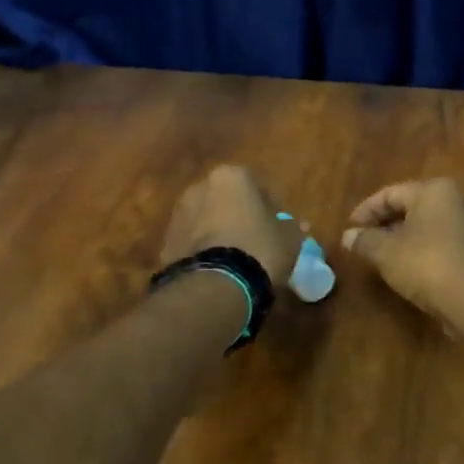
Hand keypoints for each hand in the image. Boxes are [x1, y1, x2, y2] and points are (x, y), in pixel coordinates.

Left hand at [161, 165, 299, 287]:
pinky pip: (193, 242)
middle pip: (227, 199)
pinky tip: (219, 270)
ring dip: (220, 231)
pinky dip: (204, 250)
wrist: (214, 286)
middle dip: (240, 215)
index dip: (271, 206)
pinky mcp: (166, 243)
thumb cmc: (259, 249)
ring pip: (206, 219)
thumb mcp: (289, 239)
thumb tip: (297, 225)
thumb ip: (292, 227)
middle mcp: (200, 187)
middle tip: (257, 238)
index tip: (279, 225)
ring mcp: (178, 215)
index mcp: (231, 177)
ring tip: (237, 257)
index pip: (258, 185)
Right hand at [342, 178, 463, 319]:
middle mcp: (452, 202)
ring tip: (376, 257)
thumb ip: (364, 240)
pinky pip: (434, 245)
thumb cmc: (426, 263)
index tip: (349, 229)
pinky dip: (415, 253)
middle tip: (360, 243)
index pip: (390, 193)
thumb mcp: (386, 251)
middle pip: (407, 208)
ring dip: (398, 240)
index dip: (365, 211)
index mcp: (433, 191)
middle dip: (382, 225)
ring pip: (421, 228)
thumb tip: (347, 236)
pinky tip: (402, 270)